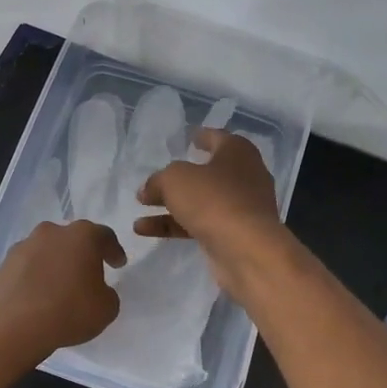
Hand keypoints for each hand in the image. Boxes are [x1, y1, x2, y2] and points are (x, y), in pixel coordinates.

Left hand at [0, 219, 125, 363]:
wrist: (9, 325)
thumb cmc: (68, 311)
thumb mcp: (106, 309)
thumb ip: (107, 295)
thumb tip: (98, 291)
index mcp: (82, 236)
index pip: (105, 237)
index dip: (113, 251)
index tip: (118, 264)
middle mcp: (52, 232)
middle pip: (72, 239)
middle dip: (81, 254)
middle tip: (88, 273)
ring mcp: (23, 246)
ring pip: (47, 251)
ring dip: (55, 265)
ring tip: (59, 288)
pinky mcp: (2, 264)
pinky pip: (27, 268)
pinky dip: (34, 278)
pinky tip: (37, 297)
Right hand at [134, 130, 283, 291]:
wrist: (247, 250)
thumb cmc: (213, 199)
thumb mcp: (175, 179)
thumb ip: (158, 180)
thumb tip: (148, 189)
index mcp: (237, 152)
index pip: (217, 138)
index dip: (200, 136)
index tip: (187, 137)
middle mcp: (244, 177)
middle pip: (207, 172)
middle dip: (179, 177)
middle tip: (155, 178)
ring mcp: (240, 208)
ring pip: (200, 201)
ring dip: (170, 204)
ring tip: (139, 206)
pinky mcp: (233, 235)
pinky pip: (199, 224)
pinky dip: (174, 225)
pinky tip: (144, 230)